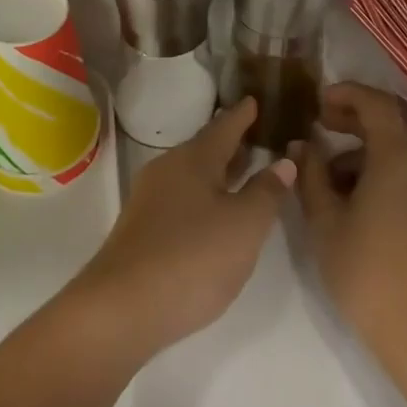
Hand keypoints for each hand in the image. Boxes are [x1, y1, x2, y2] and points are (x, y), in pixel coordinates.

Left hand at [64, 97, 294, 361]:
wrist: (123, 306)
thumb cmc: (192, 258)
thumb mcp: (244, 226)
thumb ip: (266, 192)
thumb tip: (283, 162)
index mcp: (194, 159)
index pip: (224, 127)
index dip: (243, 115)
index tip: (256, 100)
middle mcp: (168, 169)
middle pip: (205, 149)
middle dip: (231, 143)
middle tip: (258, 136)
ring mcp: (150, 198)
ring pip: (192, 174)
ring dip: (218, 171)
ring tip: (243, 172)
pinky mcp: (143, 227)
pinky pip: (181, 197)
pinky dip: (204, 194)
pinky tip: (215, 213)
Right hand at [296, 83, 406, 381]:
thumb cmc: (369, 271)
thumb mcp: (326, 220)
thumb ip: (310, 174)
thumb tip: (302, 144)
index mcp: (400, 154)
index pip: (375, 102)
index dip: (344, 94)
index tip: (316, 102)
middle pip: (388, 124)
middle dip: (351, 121)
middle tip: (317, 127)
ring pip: (396, 152)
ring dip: (361, 153)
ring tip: (324, 178)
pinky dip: (379, 173)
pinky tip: (350, 202)